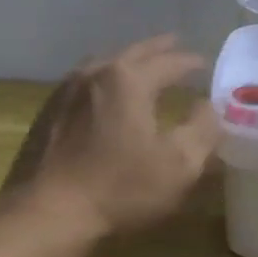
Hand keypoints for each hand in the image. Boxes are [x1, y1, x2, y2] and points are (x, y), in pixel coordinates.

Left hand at [3, 35, 220, 238]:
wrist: (48, 212)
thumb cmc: (120, 188)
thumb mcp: (178, 164)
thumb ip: (202, 129)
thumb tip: (209, 105)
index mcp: (129, 79)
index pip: (169, 62)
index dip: (190, 62)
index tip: (205, 63)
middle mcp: (95, 72)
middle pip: (134, 53)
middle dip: (158, 49)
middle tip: (175, 45)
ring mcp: (67, 90)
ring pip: (105, 63)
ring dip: (128, 61)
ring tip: (142, 65)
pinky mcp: (49, 110)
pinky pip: (84, 82)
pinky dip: (104, 79)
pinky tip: (104, 94)